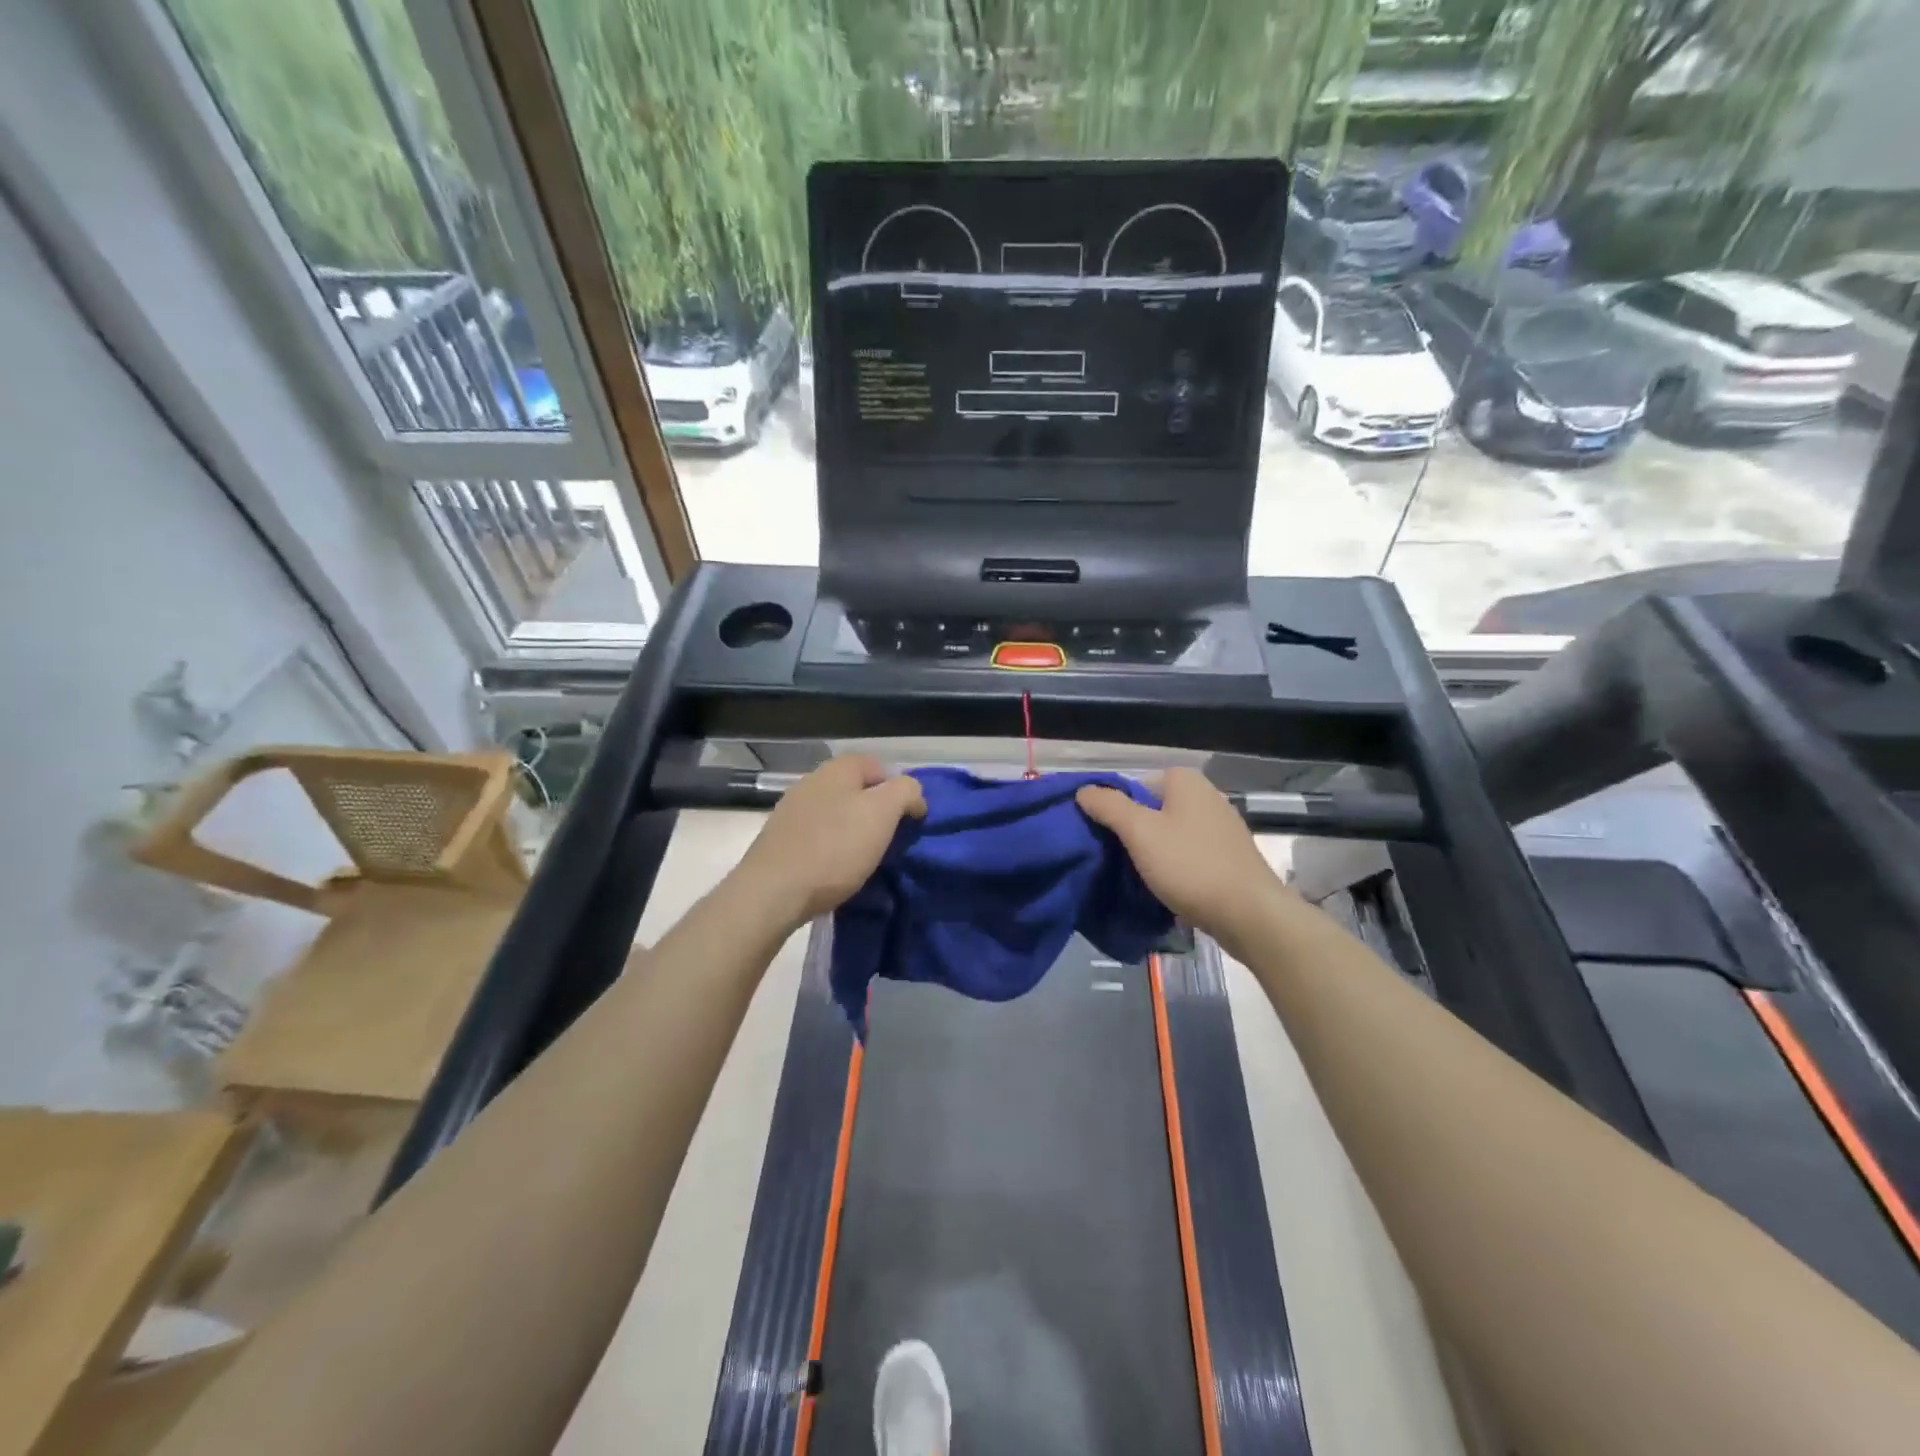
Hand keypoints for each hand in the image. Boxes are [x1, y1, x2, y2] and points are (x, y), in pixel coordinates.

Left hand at [734, 754, 925, 927]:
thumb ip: (905, 792)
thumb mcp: (883, 814)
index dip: (898, 790)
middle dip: (875, 812)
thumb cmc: (834, 848)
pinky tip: (835, 871)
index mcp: (837, 769)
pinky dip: (831, 849)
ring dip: (853, 832)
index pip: (878, 766)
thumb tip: (912, 794)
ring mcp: (791, 810)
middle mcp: (812, 781)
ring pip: (836, 813)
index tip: (908, 821)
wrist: (772, 892)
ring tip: (864, 860)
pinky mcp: (780, 839)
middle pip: (856, 790)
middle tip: (888, 841)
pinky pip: (817, 836)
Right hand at [1077, 767, 1292, 944]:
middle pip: (1152, 808)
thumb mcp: (1140, 832)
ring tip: (1138, 875)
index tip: (1104, 837)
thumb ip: (1109, 807)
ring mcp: (1221, 826)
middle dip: (1133, 831)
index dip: (1115, 809)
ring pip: (1171, 832)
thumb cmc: (1190, 866)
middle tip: (1116, 858)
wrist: (1249, 914)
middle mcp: (1206, 795)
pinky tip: (1167, 886)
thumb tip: (1083, 790)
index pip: (1134, 785)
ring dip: (1153, 851)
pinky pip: (1189, 852)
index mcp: (1185, 781)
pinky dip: (1175, 865)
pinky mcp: (1229, 854)